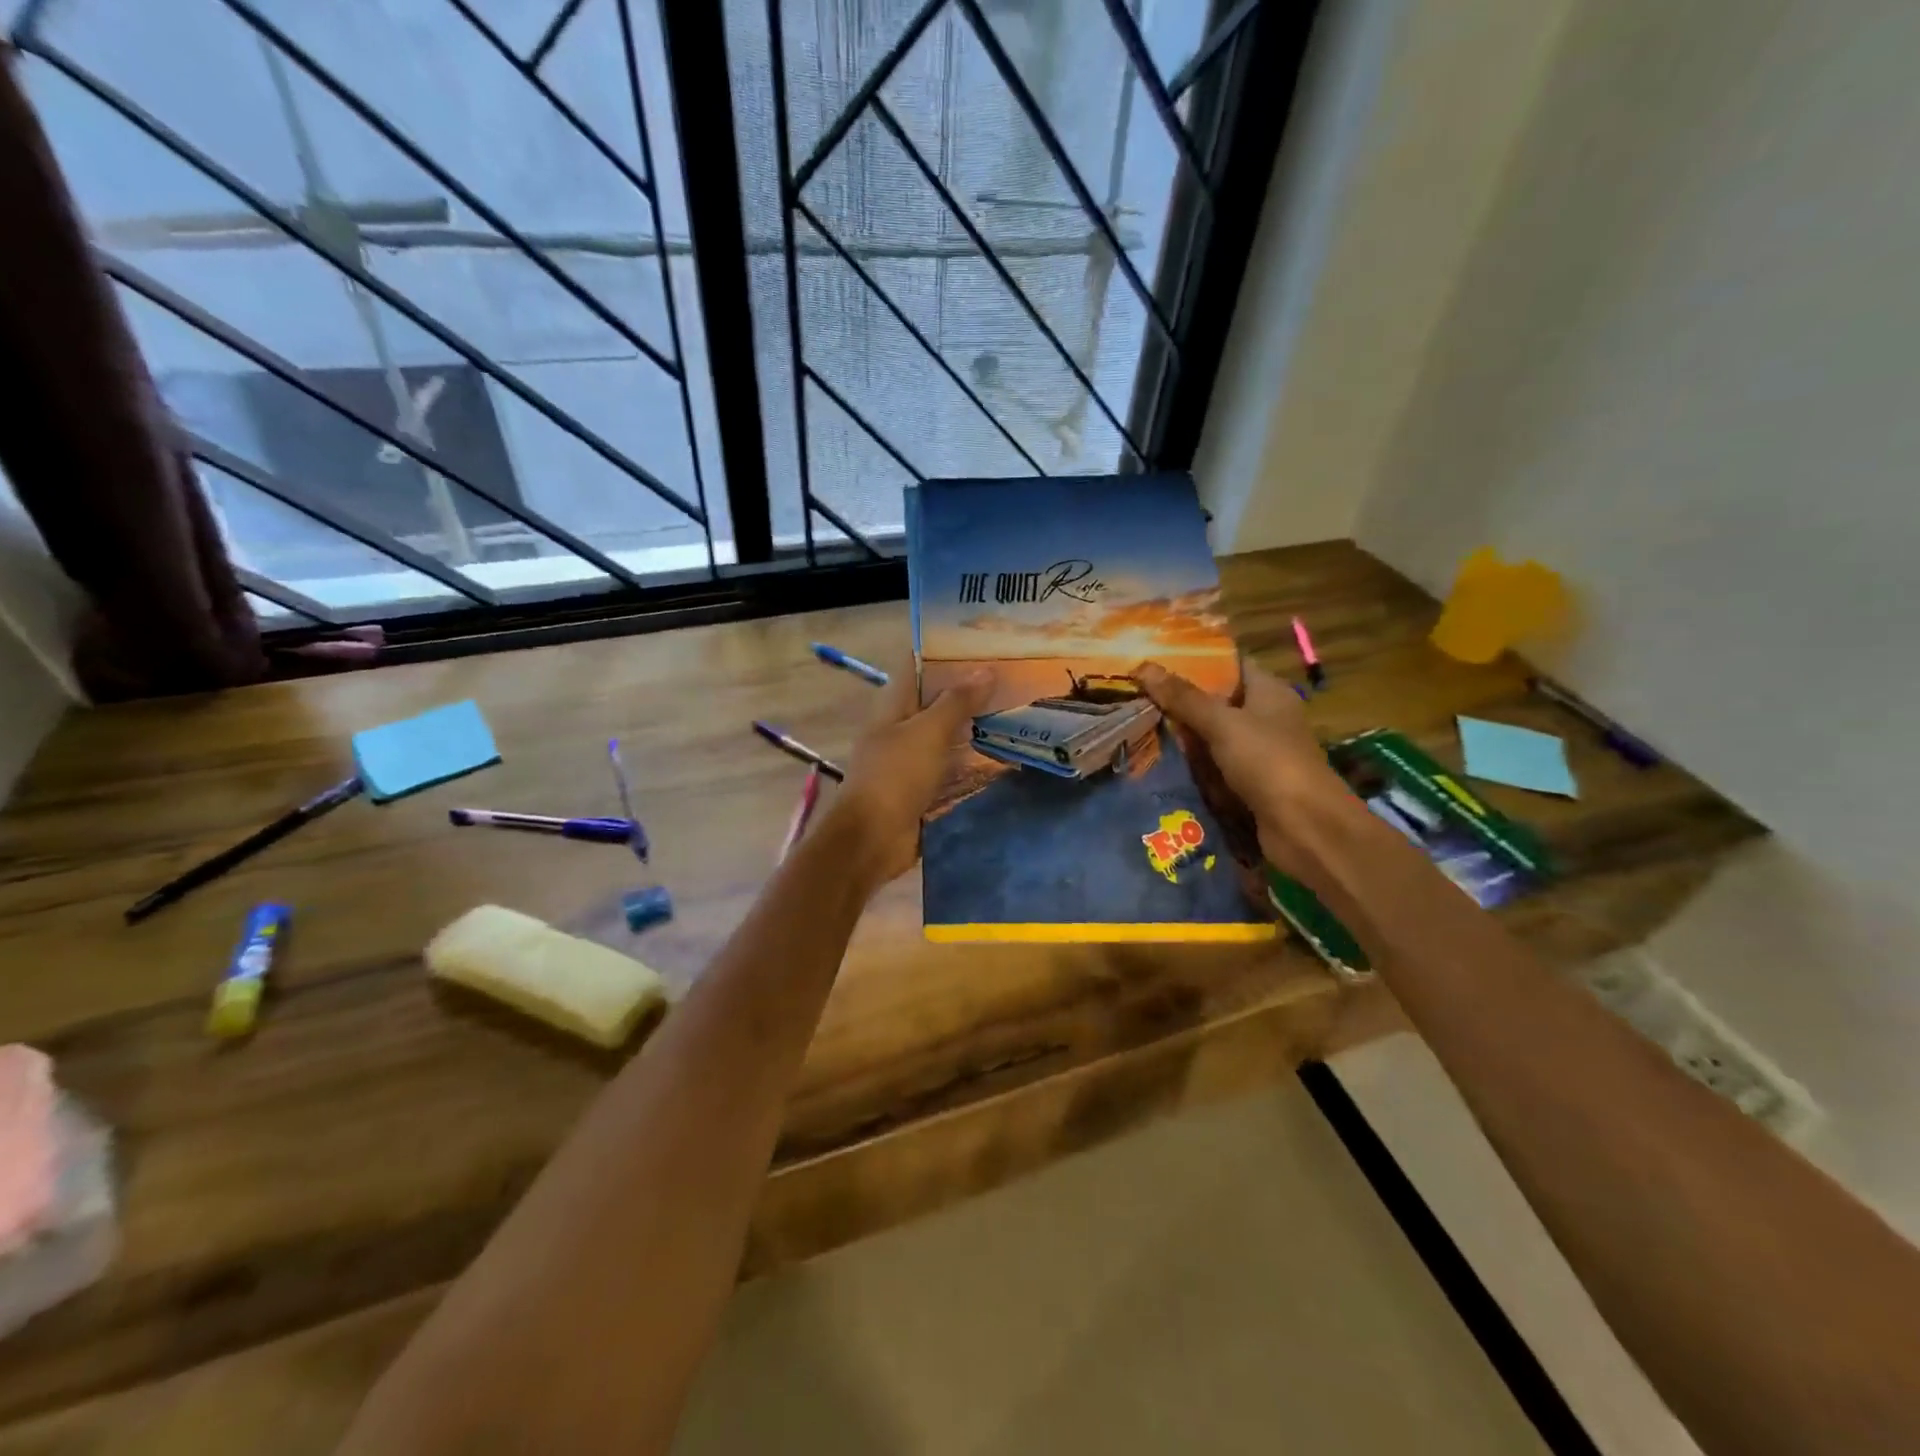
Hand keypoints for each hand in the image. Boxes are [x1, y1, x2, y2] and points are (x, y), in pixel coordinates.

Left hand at [816, 666, 994, 889]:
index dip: (947, 653)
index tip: (985, 645)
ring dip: (975, 729)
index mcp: (893, 705)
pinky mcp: (922, 789)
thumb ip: (956, 701)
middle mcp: (900, 728)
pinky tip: (1003, 758)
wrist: (871, 840)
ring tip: (1017, 715)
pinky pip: (951, 769)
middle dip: (970, 693)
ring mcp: (910, 760)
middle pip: (936, 702)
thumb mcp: (928, 732)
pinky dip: (972, 763)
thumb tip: (986, 669)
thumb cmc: (895, 776)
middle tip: (1013, 681)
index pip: (919, 666)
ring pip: (947, 736)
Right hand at [1135, 660, 1349, 878]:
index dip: (1196, 658)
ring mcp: (1257, 753)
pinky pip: (1213, 767)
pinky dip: (1191, 765)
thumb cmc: (1269, 762)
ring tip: (1137, 723)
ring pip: (1212, 736)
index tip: (1156, 658)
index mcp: (1269, 692)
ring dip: (1182, 735)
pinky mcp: (1248, 784)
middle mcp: (1265, 718)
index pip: (1231, 664)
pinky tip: (1158, 761)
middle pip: (1217, 701)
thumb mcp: (1222, 723)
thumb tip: (1144, 667)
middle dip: (1180, 699)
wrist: (1305, 828)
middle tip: (1136, 692)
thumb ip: (1184, 698)